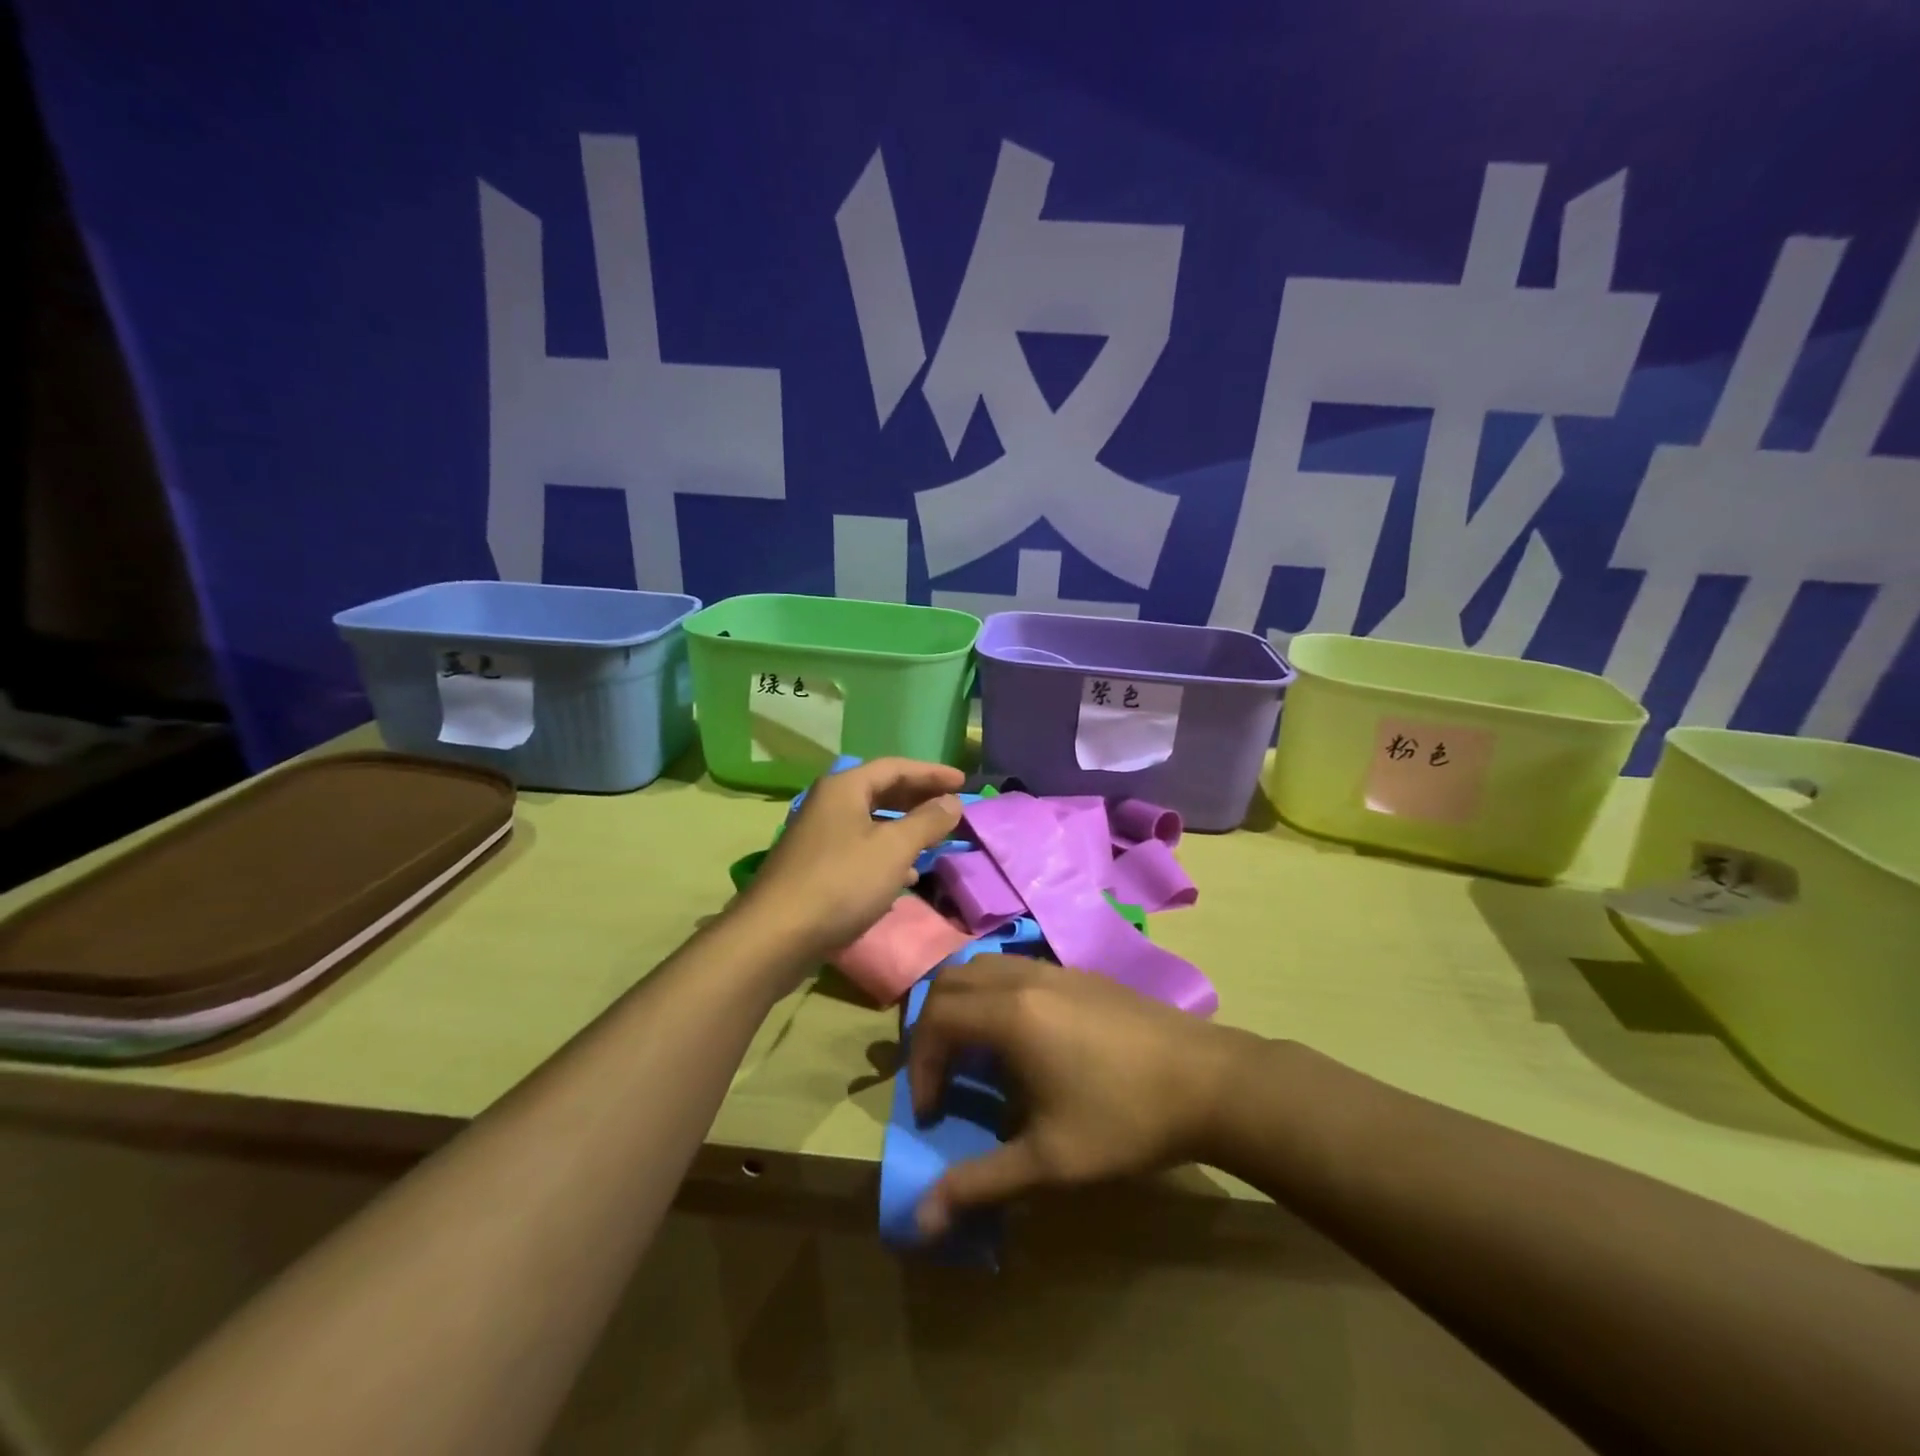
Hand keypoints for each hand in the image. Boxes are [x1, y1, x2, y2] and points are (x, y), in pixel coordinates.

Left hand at [741, 758, 963, 959]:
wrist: (777, 935)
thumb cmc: (842, 882)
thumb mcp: (894, 849)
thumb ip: (927, 821)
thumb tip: (952, 801)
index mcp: (845, 788)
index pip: (896, 767)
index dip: (932, 773)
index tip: (964, 782)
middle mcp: (828, 804)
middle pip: (881, 791)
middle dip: (918, 799)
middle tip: (951, 807)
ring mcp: (818, 836)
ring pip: (871, 822)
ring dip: (904, 828)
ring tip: (934, 840)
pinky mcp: (815, 867)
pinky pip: (859, 849)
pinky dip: (886, 855)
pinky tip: (905, 877)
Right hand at [907, 956, 1259, 1237]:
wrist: (1209, 1081)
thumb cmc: (1125, 1119)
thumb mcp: (1050, 1161)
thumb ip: (981, 1182)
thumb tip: (922, 1220)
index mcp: (1011, 1014)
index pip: (936, 1019)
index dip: (919, 1065)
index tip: (932, 1112)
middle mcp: (1025, 977)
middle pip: (951, 980)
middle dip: (931, 1025)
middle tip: (939, 1075)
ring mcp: (1054, 969)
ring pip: (984, 966)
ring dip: (964, 1004)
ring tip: (973, 1056)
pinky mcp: (1079, 973)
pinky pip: (1015, 968)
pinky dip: (995, 994)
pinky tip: (1021, 1041)